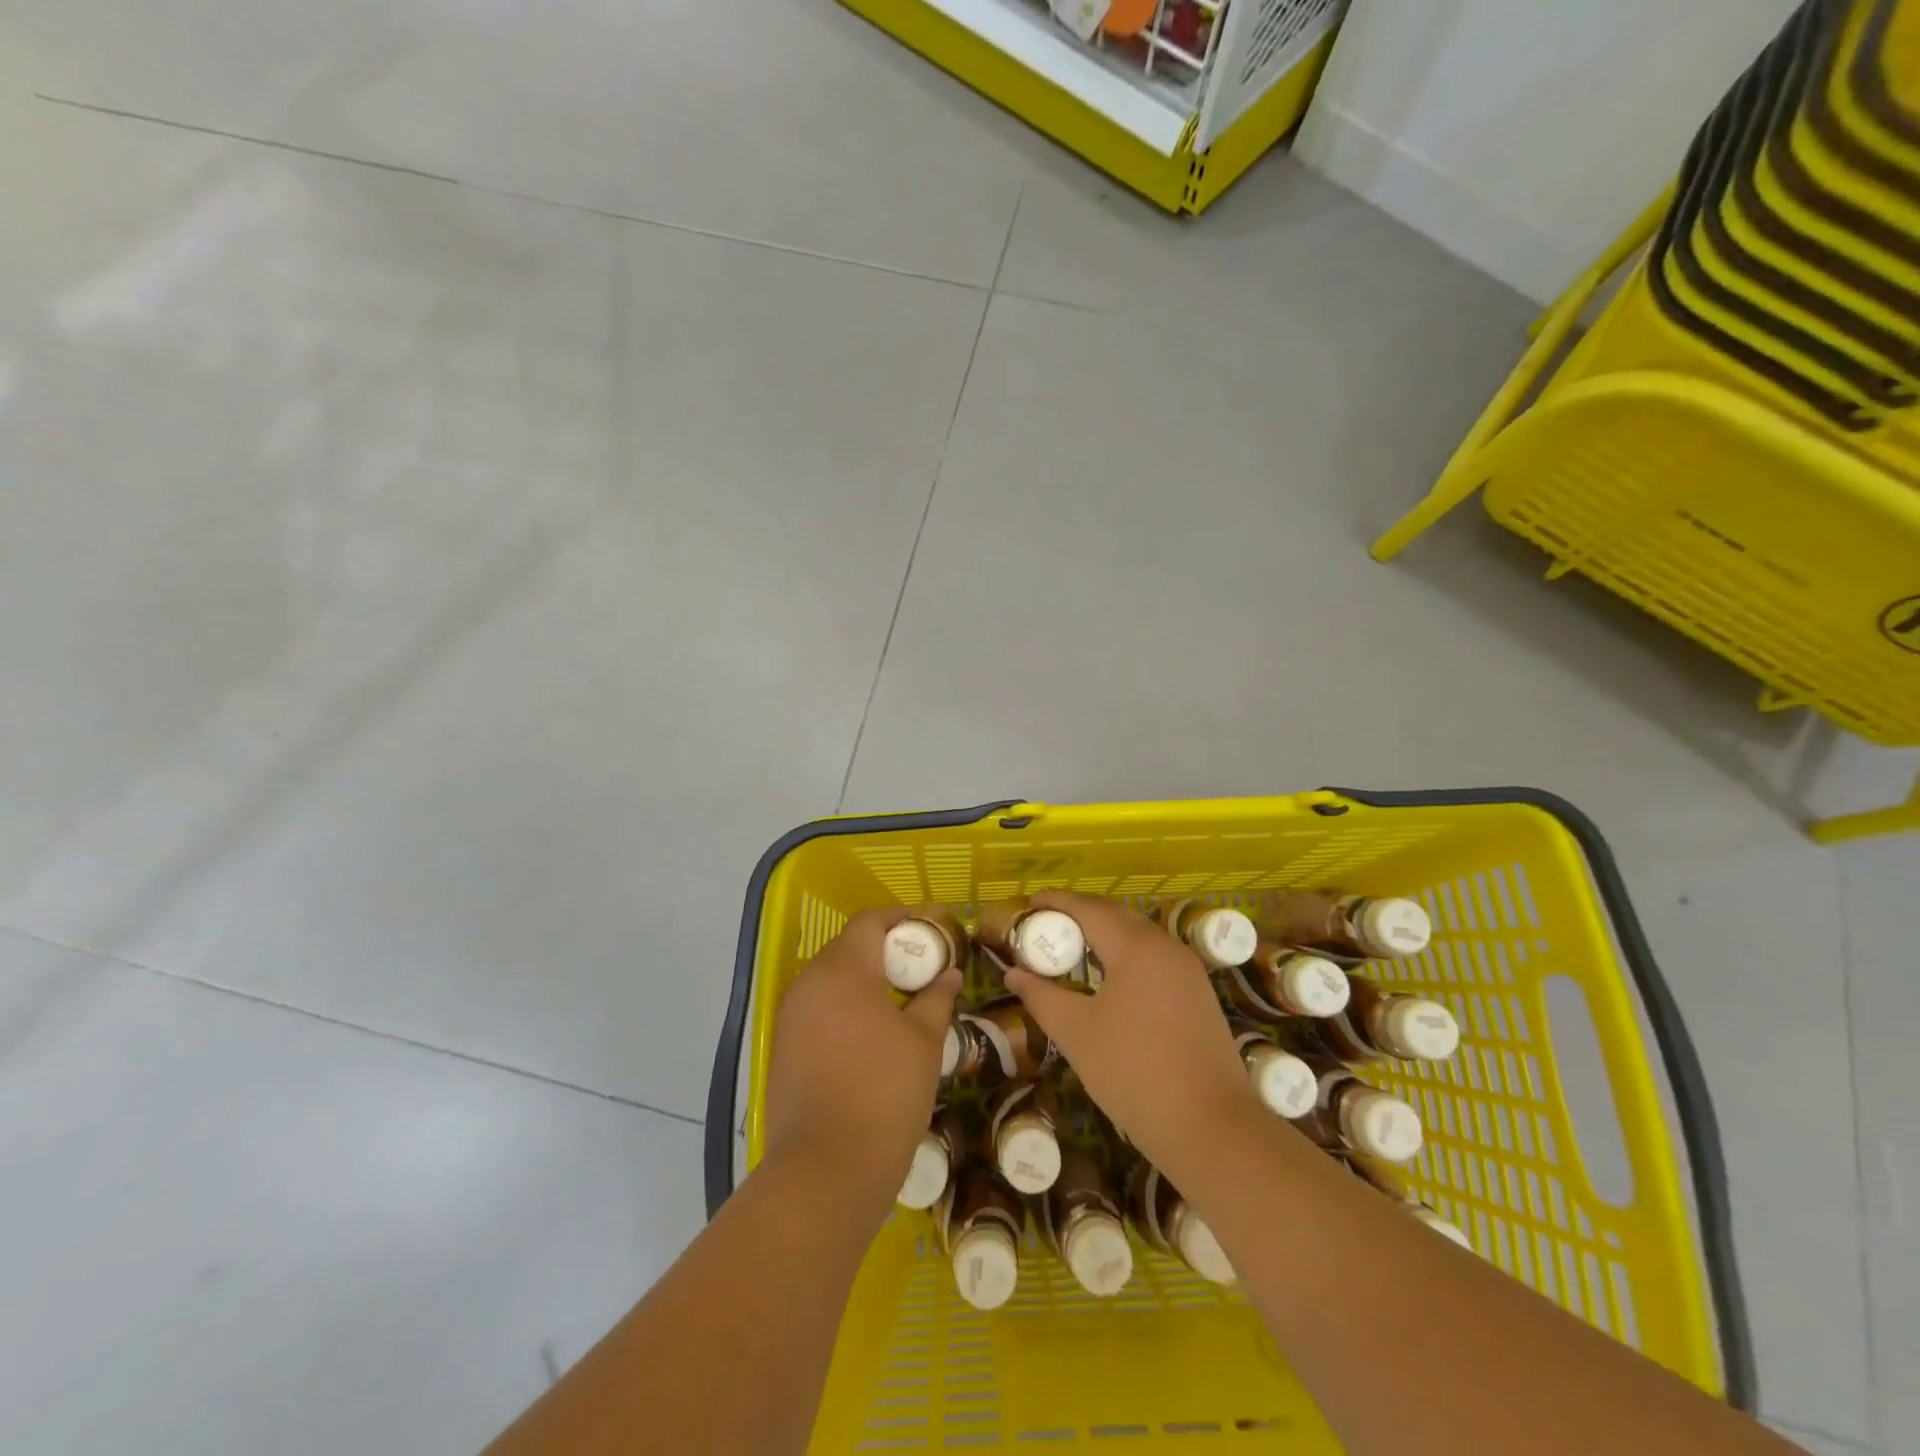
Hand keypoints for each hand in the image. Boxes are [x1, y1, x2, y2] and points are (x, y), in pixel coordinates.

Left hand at [762, 907, 961, 1213]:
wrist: (826, 1172)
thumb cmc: (884, 1095)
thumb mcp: (924, 1043)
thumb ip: (936, 998)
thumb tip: (949, 974)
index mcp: (842, 971)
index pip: (870, 922)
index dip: (903, 918)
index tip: (932, 929)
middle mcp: (808, 983)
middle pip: (849, 947)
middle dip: (885, 950)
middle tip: (922, 967)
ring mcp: (791, 1016)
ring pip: (832, 979)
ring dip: (865, 979)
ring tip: (901, 999)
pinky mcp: (784, 1047)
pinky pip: (819, 1008)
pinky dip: (845, 1006)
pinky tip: (871, 1032)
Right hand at [1002, 890, 1262, 1177]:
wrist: (1211, 1127)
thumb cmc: (1133, 1072)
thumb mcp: (1075, 1033)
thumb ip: (1041, 996)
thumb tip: (1012, 972)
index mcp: (1136, 946)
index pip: (1088, 908)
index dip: (1056, 902)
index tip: (1028, 904)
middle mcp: (1165, 946)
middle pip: (1116, 916)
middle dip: (1079, 914)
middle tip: (1045, 926)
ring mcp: (1188, 971)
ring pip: (1139, 936)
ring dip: (1105, 935)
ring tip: (1073, 950)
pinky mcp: (1199, 995)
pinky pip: (1155, 958)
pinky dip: (1126, 955)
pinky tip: (1110, 978)